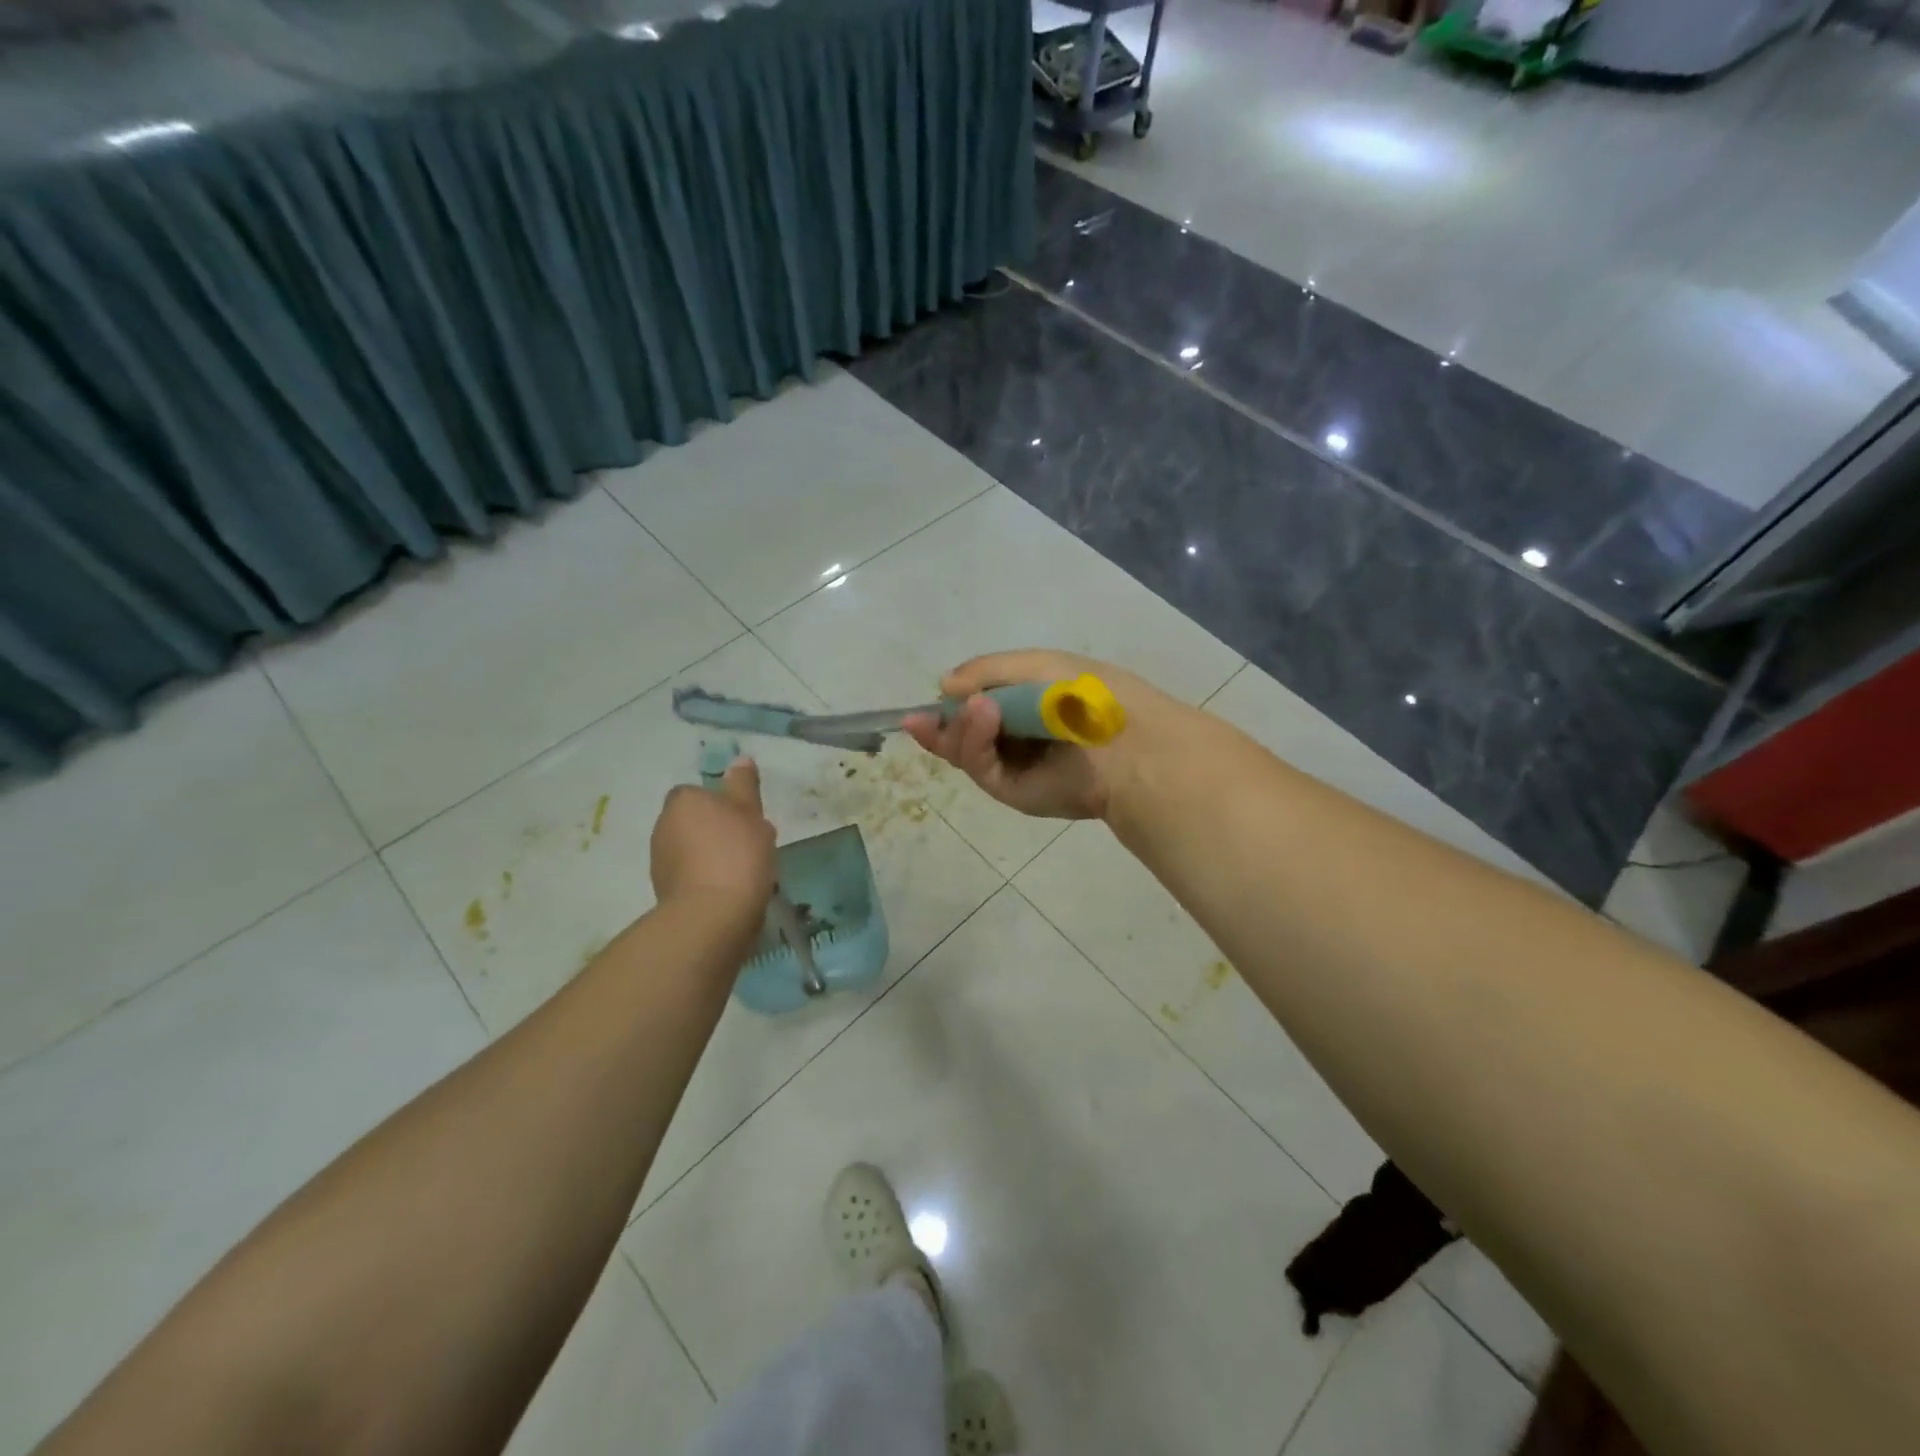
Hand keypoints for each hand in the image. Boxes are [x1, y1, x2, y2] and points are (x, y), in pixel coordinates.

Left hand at [650, 758, 776, 927]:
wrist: (713, 915)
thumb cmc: (737, 853)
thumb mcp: (750, 812)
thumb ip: (744, 785)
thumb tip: (739, 760)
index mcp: (683, 801)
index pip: (700, 793)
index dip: (724, 804)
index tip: (746, 820)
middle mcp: (663, 825)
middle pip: (695, 822)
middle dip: (717, 831)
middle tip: (750, 845)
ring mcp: (659, 860)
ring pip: (692, 849)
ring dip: (712, 856)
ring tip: (743, 872)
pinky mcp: (663, 891)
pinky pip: (690, 876)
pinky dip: (706, 880)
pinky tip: (729, 892)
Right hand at [903, 650, 1176, 821]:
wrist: (1126, 744)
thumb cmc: (1086, 695)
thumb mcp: (1036, 665)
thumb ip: (987, 670)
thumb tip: (944, 686)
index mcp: (1029, 703)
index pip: (979, 702)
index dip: (953, 700)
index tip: (930, 696)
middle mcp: (1018, 735)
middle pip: (963, 732)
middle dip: (941, 724)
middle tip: (920, 718)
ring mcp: (1015, 765)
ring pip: (965, 751)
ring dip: (959, 728)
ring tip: (975, 708)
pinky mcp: (1013, 791)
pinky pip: (981, 767)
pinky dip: (973, 742)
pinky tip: (981, 717)